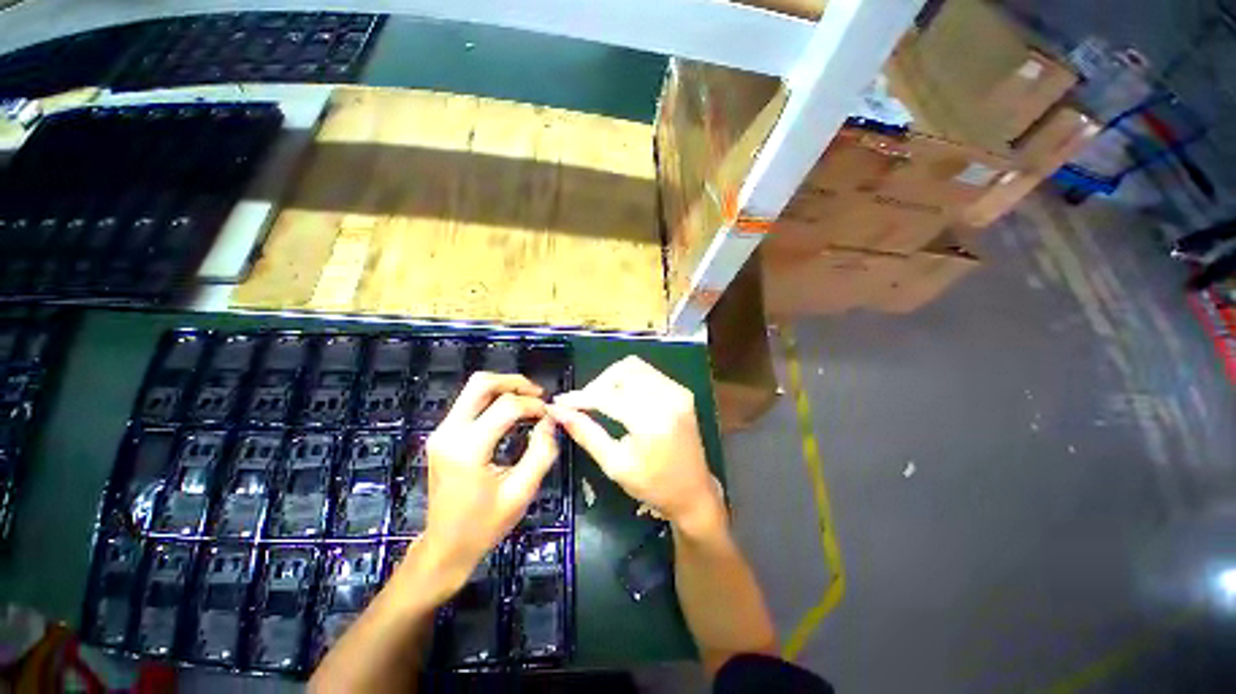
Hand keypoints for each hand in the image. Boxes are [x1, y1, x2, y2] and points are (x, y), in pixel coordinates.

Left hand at [414, 372, 558, 592]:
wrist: (445, 547)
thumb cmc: (485, 524)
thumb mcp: (522, 491)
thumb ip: (542, 452)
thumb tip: (550, 420)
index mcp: (467, 449)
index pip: (506, 407)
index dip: (534, 405)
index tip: (550, 416)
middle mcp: (449, 433)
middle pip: (481, 383)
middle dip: (515, 382)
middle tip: (538, 394)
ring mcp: (441, 432)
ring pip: (474, 389)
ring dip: (505, 388)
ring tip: (529, 401)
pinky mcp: (442, 434)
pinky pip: (470, 403)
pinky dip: (494, 399)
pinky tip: (512, 412)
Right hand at [549, 356, 723, 535]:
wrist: (694, 492)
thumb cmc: (653, 485)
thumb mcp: (614, 464)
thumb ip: (586, 433)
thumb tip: (559, 412)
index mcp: (652, 421)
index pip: (608, 396)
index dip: (581, 397)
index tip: (560, 402)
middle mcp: (668, 398)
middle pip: (622, 371)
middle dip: (598, 384)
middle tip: (585, 404)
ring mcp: (678, 391)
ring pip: (635, 366)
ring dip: (613, 378)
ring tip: (601, 399)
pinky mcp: (681, 391)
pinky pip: (649, 373)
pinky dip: (630, 379)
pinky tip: (622, 397)